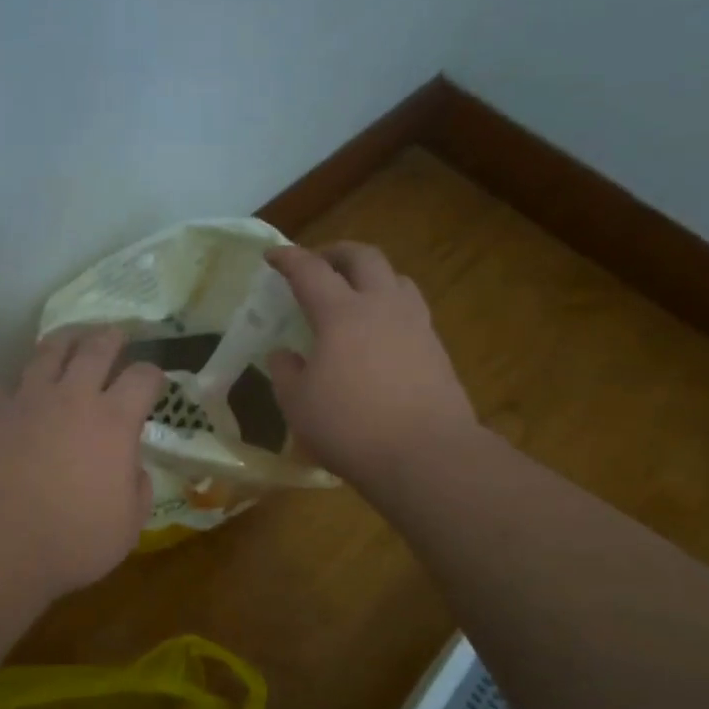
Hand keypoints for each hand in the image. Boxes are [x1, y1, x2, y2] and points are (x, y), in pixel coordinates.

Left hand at [0, 327, 165, 604]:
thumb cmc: (69, 542)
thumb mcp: (126, 528)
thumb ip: (138, 490)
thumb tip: (132, 468)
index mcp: (113, 422)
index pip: (143, 377)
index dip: (153, 375)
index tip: (153, 382)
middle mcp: (72, 397)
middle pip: (96, 347)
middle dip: (112, 337)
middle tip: (116, 335)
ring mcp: (27, 398)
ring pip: (49, 351)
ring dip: (66, 341)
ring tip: (71, 341)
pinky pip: (7, 381)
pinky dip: (20, 382)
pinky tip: (20, 391)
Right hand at [264, 243, 475, 493]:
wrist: (426, 455)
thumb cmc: (350, 427)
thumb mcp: (298, 404)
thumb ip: (286, 372)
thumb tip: (284, 354)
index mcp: (341, 314)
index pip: (310, 271)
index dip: (288, 259)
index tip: (272, 255)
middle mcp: (381, 307)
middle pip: (363, 257)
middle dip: (336, 252)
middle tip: (318, 264)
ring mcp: (415, 325)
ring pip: (395, 278)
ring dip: (370, 275)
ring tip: (354, 293)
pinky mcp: (436, 349)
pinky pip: (411, 309)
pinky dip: (389, 306)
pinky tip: (379, 332)